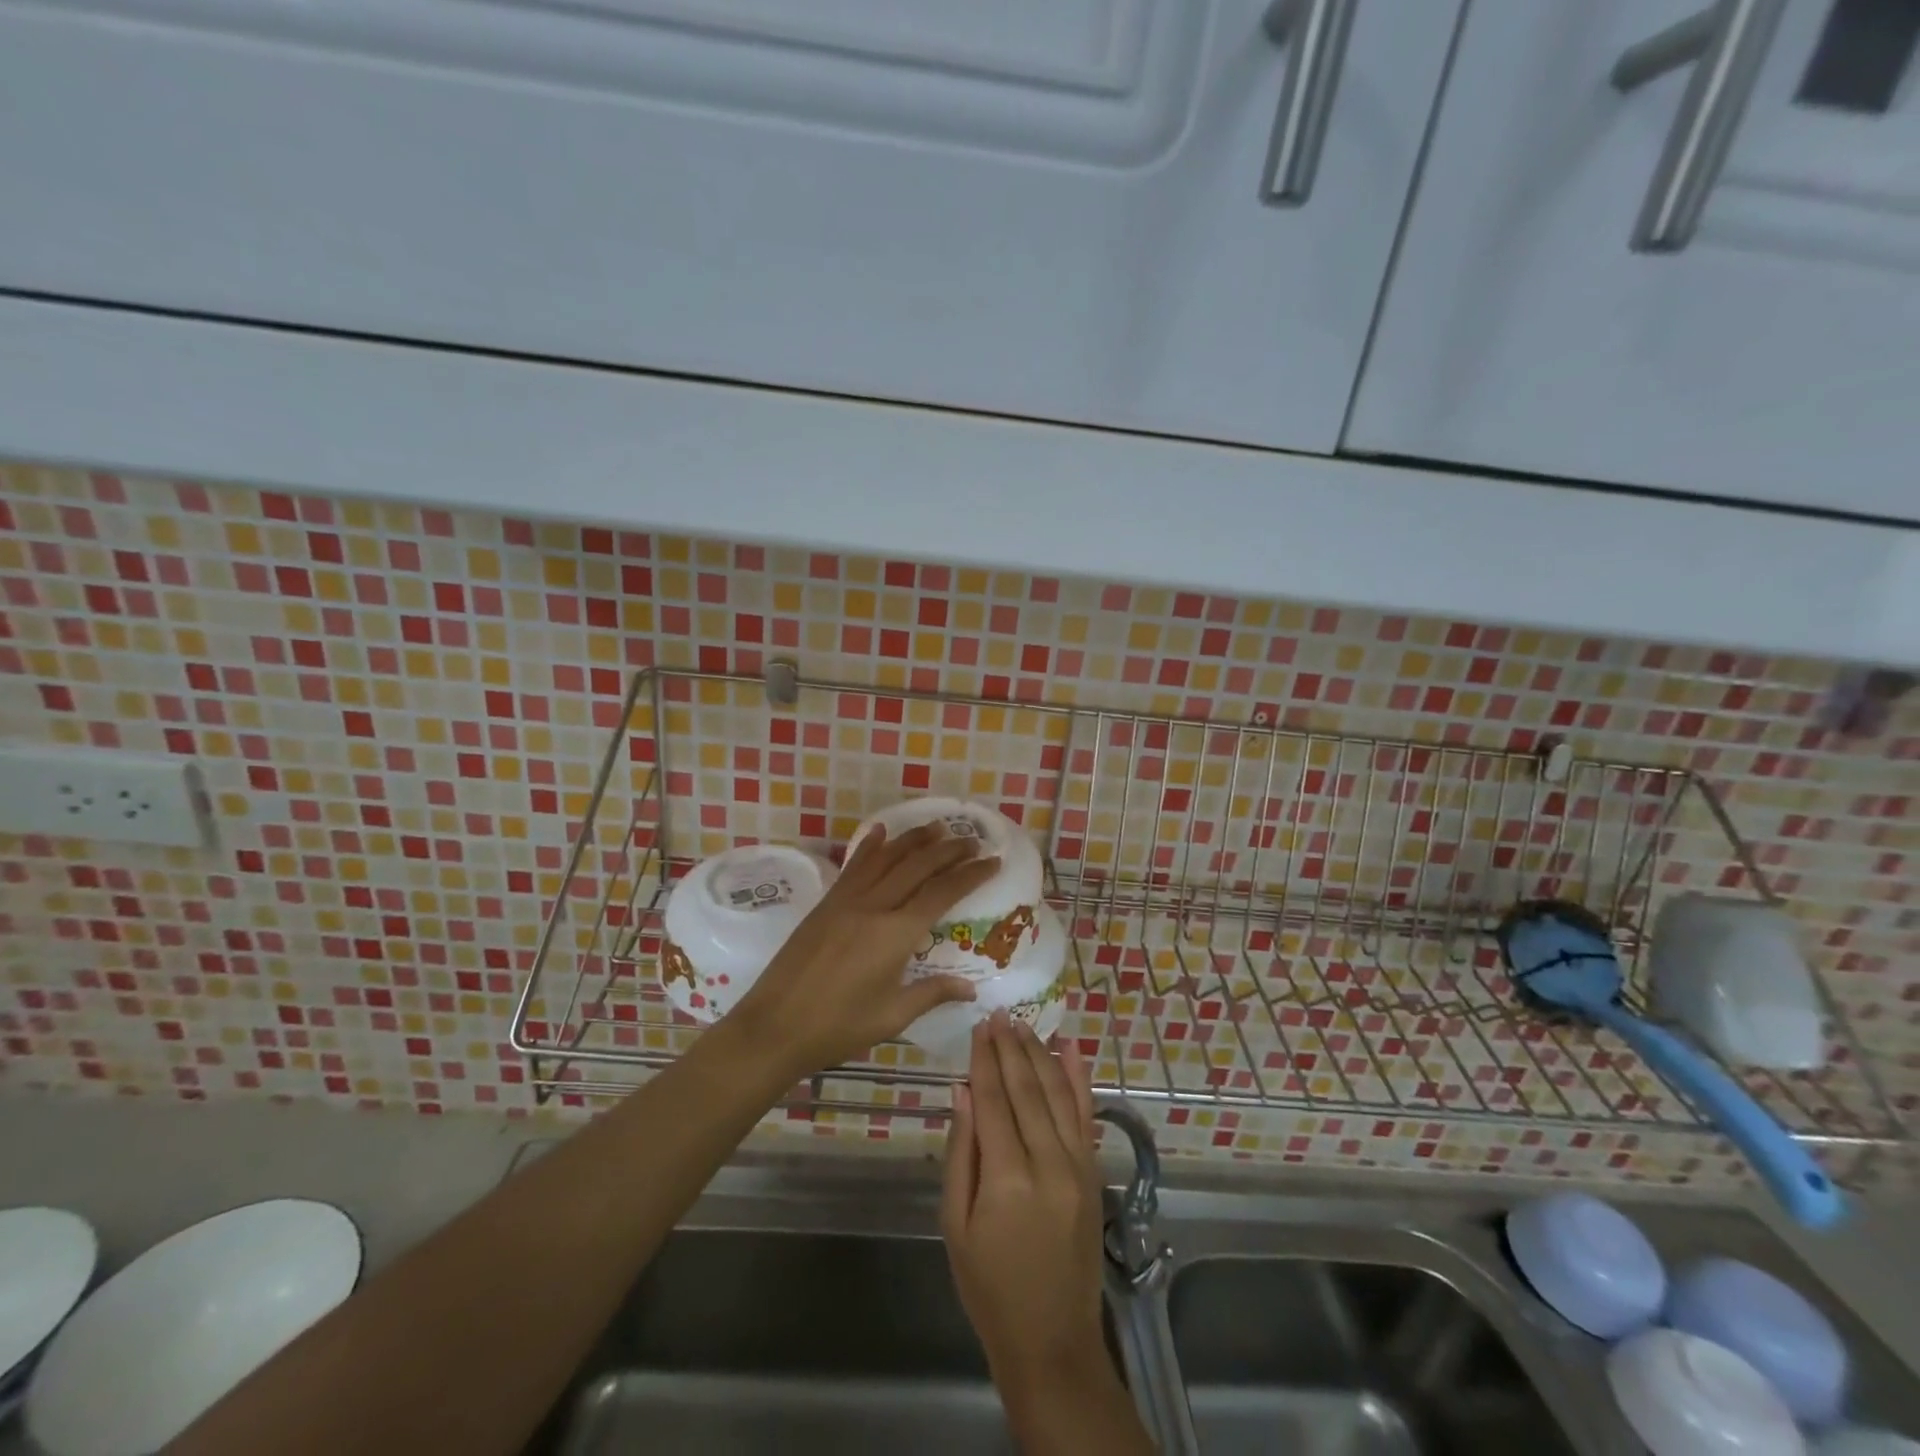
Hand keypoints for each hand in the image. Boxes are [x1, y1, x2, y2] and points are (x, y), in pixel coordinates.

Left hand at [725, 821, 997, 1077]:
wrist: (774, 1026)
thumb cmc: (837, 1027)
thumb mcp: (891, 1016)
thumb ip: (932, 994)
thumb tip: (971, 988)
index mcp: (895, 934)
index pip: (942, 893)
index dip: (970, 875)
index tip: (992, 861)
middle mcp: (874, 906)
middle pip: (918, 866)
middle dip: (949, 850)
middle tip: (972, 841)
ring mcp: (846, 900)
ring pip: (887, 858)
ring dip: (914, 840)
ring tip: (938, 828)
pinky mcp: (826, 903)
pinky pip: (855, 866)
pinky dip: (871, 846)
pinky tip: (881, 831)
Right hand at [942, 1016, 1107, 1397]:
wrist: (1052, 1342)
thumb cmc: (990, 1288)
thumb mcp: (956, 1226)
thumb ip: (961, 1153)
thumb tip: (962, 1091)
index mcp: (1007, 1179)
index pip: (993, 1101)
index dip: (984, 1060)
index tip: (978, 1027)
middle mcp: (1048, 1163)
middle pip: (1026, 1090)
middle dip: (1010, 1048)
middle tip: (998, 1014)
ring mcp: (1078, 1166)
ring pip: (1058, 1094)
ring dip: (1040, 1054)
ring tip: (1024, 1024)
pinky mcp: (1094, 1173)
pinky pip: (1086, 1115)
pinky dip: (1079, 1079)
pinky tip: (1071, 1050)